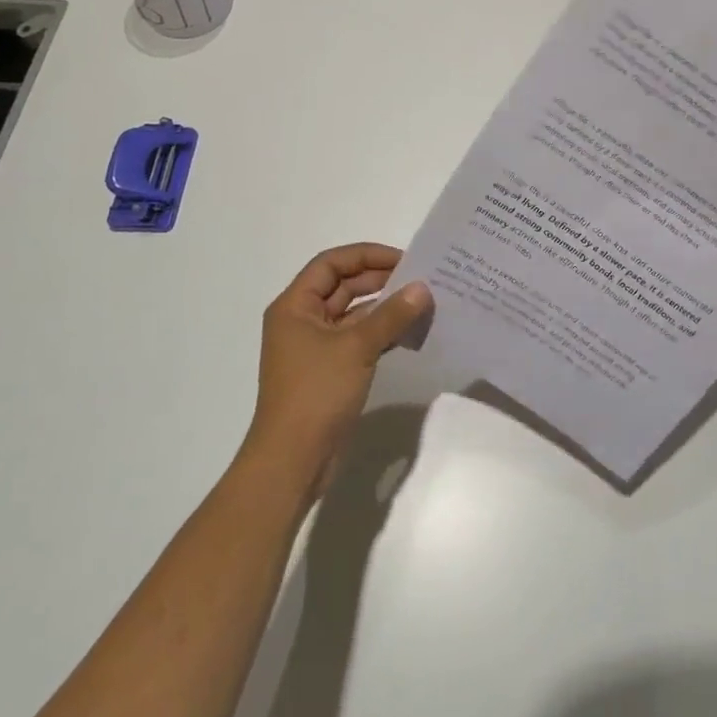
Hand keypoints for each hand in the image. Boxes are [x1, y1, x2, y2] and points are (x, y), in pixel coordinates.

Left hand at [241, 243, 432, 498]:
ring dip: (384, 307)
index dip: (367, 255)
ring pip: (353, 313)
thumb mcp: (356, 347)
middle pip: (343, 286)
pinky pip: (359, 338)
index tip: (404, 260)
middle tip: (420, 279)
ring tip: (422, 303)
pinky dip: (382, 332)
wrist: (293, 460)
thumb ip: (391, 315)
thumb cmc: (316, 393)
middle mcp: (302, 320)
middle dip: (380, 280)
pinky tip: (410, 331)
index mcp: (295, 306)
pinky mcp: (330, 370)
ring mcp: (315, 347)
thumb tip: (423, 288)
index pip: (331, 264)